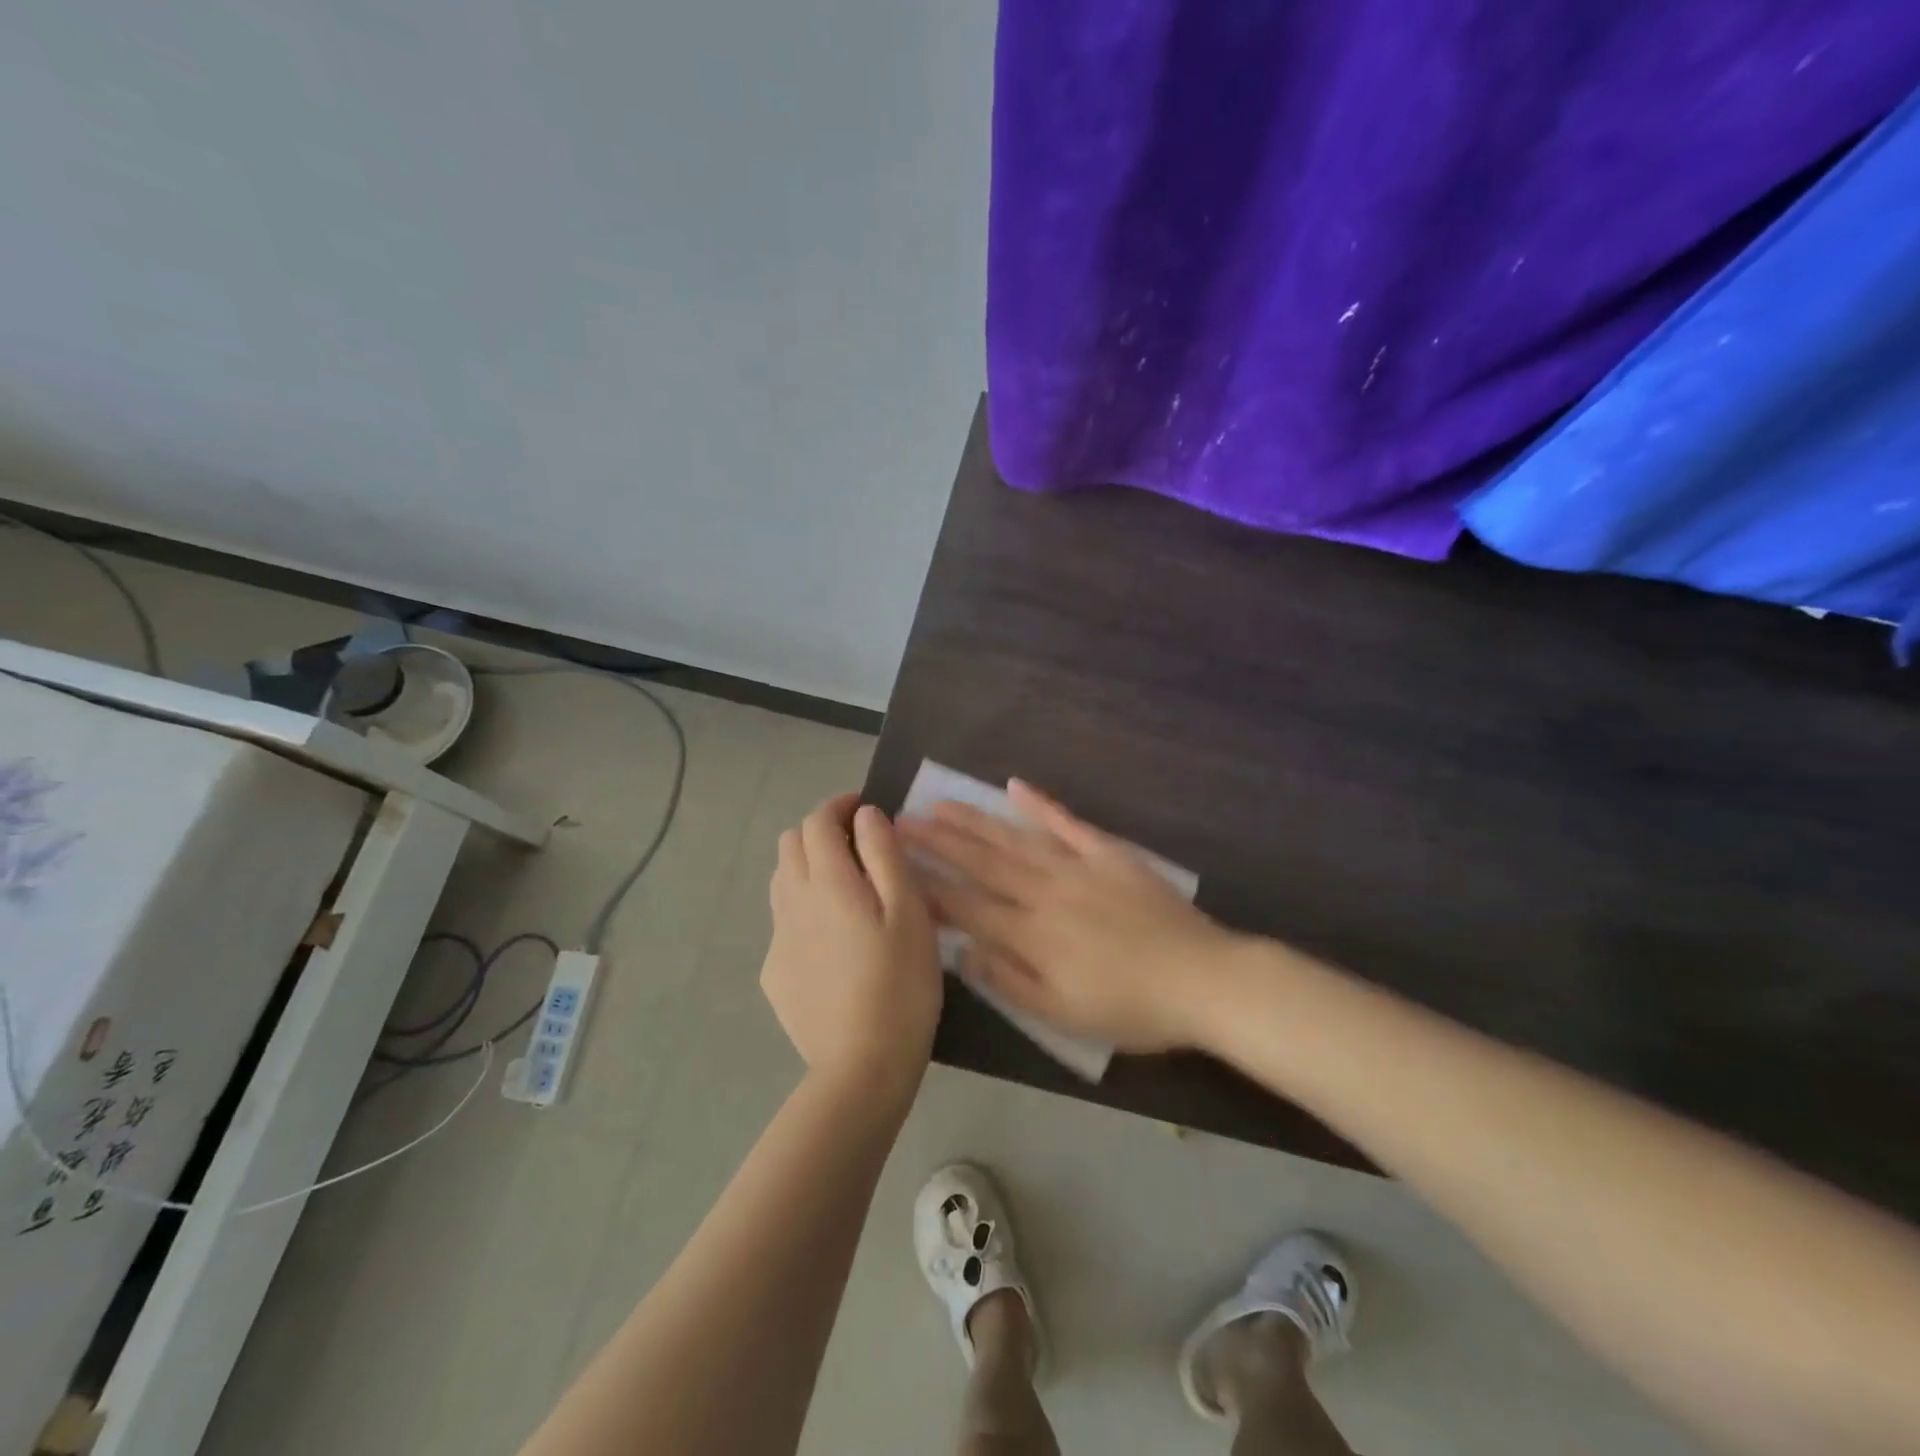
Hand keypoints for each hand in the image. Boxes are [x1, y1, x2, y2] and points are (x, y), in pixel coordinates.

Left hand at [762, 793, 941, 1098]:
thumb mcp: (909, 911)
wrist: (862, 1065)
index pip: (817, 821)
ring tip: (845, 889)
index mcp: (827, 881)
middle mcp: (792, 901)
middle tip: (859, 848)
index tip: (865, 809)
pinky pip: (783, 921)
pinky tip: (833, 941)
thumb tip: (866, 815)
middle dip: (820, 832)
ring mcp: (778, 939)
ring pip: (782, 880)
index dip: (839, 806)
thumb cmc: (900, 982)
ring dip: (808, 867)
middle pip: (790, 843)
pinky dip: (804, 909)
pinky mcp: (774, 973)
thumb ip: (884, 854)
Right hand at [900, 780, 1240, 1051]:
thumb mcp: (1063, 1015)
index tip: (896, 865)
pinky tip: (1014, 787)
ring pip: (1014, 839)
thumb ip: (1008, 982)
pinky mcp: (1108, 854)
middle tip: (901, 821)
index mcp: (1030, 934)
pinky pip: (1067, 824)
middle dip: (938, 842)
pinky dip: (1041, 805)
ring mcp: (1077, 867)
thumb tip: (961, 951)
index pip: (966, 905)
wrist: (1202, 979)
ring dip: (975, 821)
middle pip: (981, 863)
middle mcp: (1044, 893)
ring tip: (941, 803)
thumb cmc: (1131, 1008)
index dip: (928, 885)